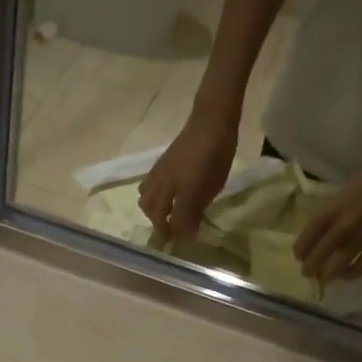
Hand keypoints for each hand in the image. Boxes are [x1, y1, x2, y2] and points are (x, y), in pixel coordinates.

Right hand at [139, 108, 238, 240]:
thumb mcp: (210, 188)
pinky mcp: (159, 165)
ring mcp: (158, 173)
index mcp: (174, 192)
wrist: (210, 121)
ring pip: (147, 199)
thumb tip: (185, 234)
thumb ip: (194, 212)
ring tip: (167, 215)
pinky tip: (165, 195)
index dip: (176, 234)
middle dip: (161, 225)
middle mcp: (161, 184)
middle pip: (153, 212)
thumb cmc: (215, 155)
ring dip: (154, 212)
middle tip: (174, 231)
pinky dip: (152, 197)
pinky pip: (148, 187)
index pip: (169, 222)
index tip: (184, 241)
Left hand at [292, 148, 361, 283]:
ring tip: (326, 277)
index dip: (300, 254)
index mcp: (328, 212)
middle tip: (310, 272)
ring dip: (327, 276)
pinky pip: (360, 267)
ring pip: (335, 267)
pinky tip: (346, 274)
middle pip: (316, 259)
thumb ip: (325, 220)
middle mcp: (342, 225)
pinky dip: (349, 274)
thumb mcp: (337, 198)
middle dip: (309, 270)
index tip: (301, 257)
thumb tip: (314, 243)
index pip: (304, 242)